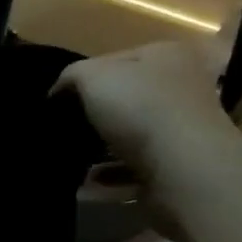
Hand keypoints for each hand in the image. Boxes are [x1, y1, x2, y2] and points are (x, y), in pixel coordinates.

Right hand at [56, 42, 236, 205]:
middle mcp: (181, 88)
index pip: (117, 59)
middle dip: (95, 116)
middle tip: (65, 129)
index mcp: (166, 56)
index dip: (85, 78)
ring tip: (72, 159)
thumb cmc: (140, 108)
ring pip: (130, 137)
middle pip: (127, 99)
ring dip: (101, 150)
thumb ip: (71, 75)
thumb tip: (58, 90)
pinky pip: (134, 171)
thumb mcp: (93, 76)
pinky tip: (87, 185)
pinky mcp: (176, 168)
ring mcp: (181, 131)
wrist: (183, 168)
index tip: (58, 100)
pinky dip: (110, 178)